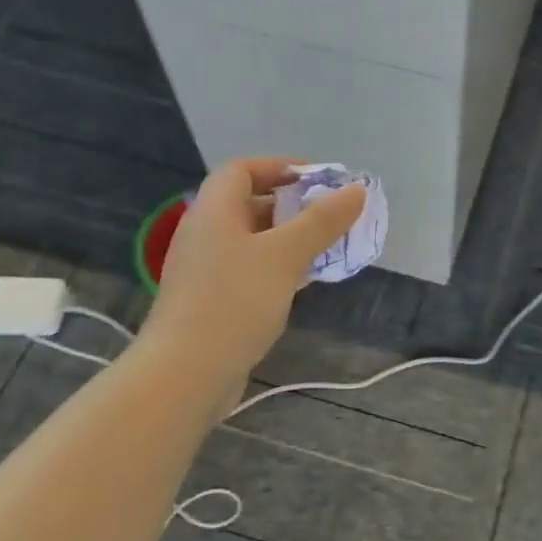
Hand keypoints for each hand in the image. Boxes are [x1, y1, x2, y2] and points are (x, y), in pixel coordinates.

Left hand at [142, 157, 365, 383]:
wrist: (185, 374)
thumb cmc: (235, 301)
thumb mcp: (286, 255)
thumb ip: (322, 220)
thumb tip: (356, 189)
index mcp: (214, 210)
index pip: (243, 169)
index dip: (280, 167)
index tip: (319, 181)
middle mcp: (204, 233)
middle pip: (248, 203)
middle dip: (292, 205)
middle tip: (331, 216)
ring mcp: (204, 269)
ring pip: (251, 239)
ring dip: (288, 238)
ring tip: (325, 248)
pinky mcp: (210, 300)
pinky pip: (248, 268)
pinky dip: (276, 266)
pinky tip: (301, 282)